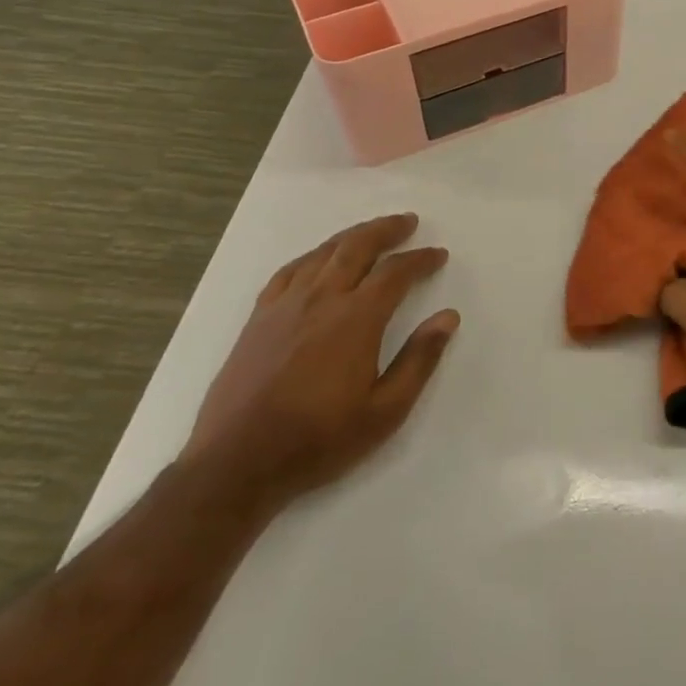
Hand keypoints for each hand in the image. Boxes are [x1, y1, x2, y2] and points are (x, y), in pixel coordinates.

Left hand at [186, 213, 458, 506]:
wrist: (237, 464)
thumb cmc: (319, 440)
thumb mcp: (385, 411)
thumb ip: (420, 359)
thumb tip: (448, 317)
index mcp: (356, 319)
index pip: (395, 273)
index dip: (420, 259)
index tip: (438, 255)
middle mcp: (321, 300)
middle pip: (357, 247)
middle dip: (387, 230)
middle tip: (409, 222)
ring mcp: (285, 306)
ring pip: (323, 253)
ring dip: (352, 236)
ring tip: (371, 231)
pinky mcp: (258, 318)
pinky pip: (289, 271)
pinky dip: (312, 256)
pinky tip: (319, 258)